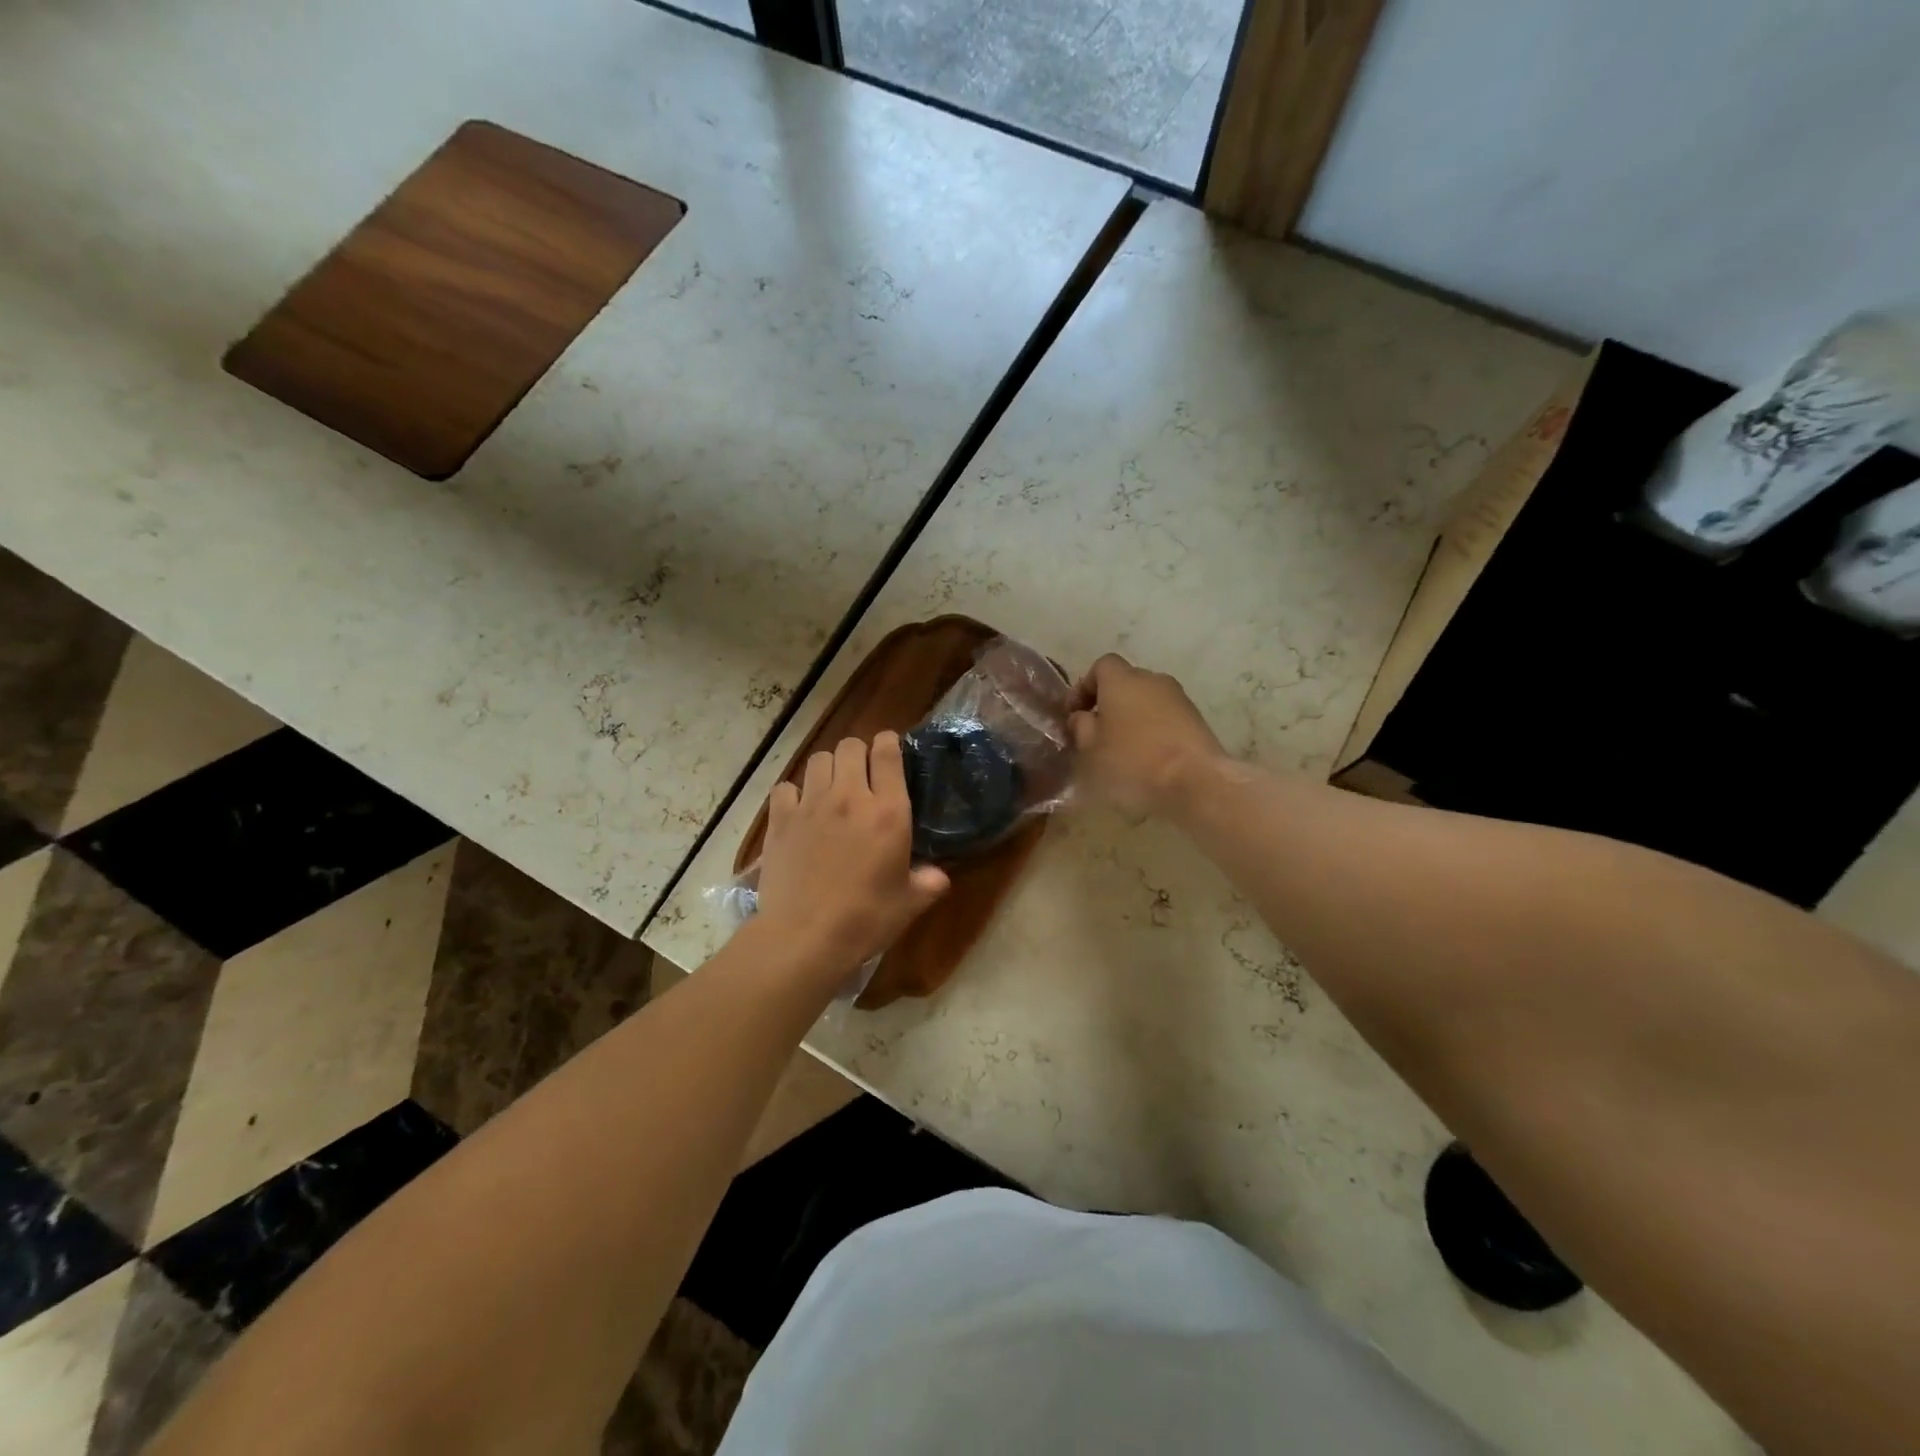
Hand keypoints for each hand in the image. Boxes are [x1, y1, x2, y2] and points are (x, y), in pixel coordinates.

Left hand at [755, 733, 949, 974]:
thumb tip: (939, 875)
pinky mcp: (780, 820)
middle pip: (850, 746)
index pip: (887, 752)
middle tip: (862, 775)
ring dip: (828, 768)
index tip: (889, 750)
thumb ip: (928, 882)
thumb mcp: (909, 903)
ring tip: (831, 789)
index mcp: (888, 812)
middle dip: (858, 753)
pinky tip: (799, 811)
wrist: (805, 937)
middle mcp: (850, 797)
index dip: (889, 743)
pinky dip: (794, 793)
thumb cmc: (866, 919)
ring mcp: (811, 805)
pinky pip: (786, 787)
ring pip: (818, 760)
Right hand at [1068, 654, 1225, 817]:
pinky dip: (1153, 730)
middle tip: (1096, 732)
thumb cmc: (1133, 761)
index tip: (1075, 713)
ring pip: (1147, 700)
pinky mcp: (1196, 719)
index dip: (1085, 686)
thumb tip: (1082, 717)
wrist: (1196, 781)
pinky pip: (1165, 717)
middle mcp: (1152, 679)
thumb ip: (1081, 727)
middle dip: (1109, 703)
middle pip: (1125, 682)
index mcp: (1122, 680)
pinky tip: (1148, 757)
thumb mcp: (1091, 749)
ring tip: (1122, 748)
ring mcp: (1178, 698)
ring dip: (1132, 717)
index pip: (1101, 666)